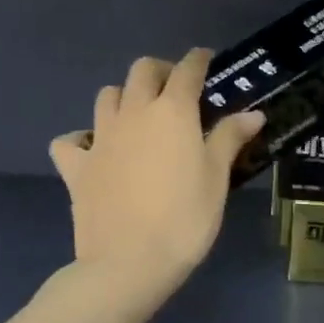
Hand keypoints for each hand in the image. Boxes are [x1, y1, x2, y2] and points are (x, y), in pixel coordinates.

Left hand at [50, 50, 263, 295]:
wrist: (129, 263)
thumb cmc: (185, 220)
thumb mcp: (216, 179)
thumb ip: (230, 139)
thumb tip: (253, 113)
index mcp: (172, 112)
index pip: (187, 70)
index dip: (198, 60)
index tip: (206, 60)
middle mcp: (133, 113)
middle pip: (141, 71)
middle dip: (159, 71)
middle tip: (174, 89)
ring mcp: (99, 138)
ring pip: (106, 96)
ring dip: (123, 96)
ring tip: (137, 116)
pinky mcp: (76, 167)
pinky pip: (70, 141)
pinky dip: (80, 140)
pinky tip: (92, 151)